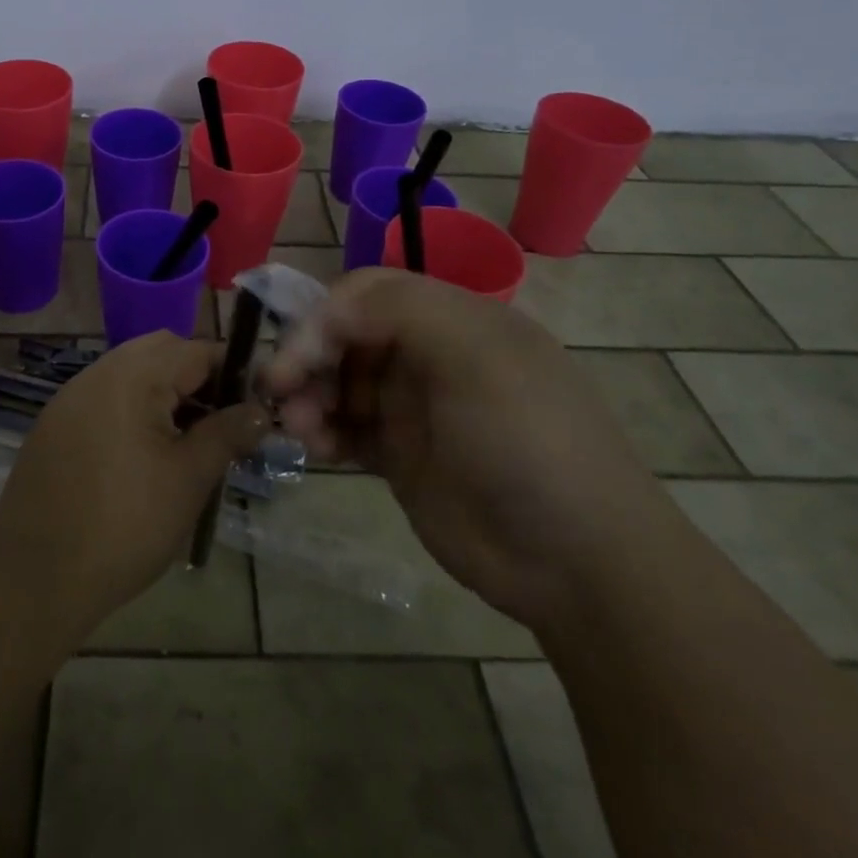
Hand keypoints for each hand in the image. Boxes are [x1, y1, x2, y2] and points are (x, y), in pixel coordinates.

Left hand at [0, 332, 267, 637]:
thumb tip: (259, 410)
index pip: (196, 350)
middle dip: (197, 376)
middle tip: (220, 421)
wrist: (35, 576)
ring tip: (187, 440)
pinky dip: (132, 407)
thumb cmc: (125, 525)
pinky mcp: (54, 423)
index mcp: (133, 376)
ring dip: (164, 391)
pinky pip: (104, 395)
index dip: (233, 371)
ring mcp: (70, 396)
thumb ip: (227, 434)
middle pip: (161, 351)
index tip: (255, 403)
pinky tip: (143, 453)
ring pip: (130, 371)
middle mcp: (98, 372)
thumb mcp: (189, 479)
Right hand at [262, 269, 670, 628]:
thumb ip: (398, 311)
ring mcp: (414, 407)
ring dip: (308, 396)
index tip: (294, 356)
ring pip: (338, 381)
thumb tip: (323, 317)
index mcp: (454, 318)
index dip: (322, 315)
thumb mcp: (476, 356)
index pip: (368, 293)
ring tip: (297, 428)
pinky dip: (321, 431)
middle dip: (307, 358)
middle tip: (278, 393)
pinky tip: (317, 450)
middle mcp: (429, 355)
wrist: (578, 564)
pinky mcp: (401, 456)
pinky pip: (344, 428)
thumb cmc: (527, 442)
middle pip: (345, 335)